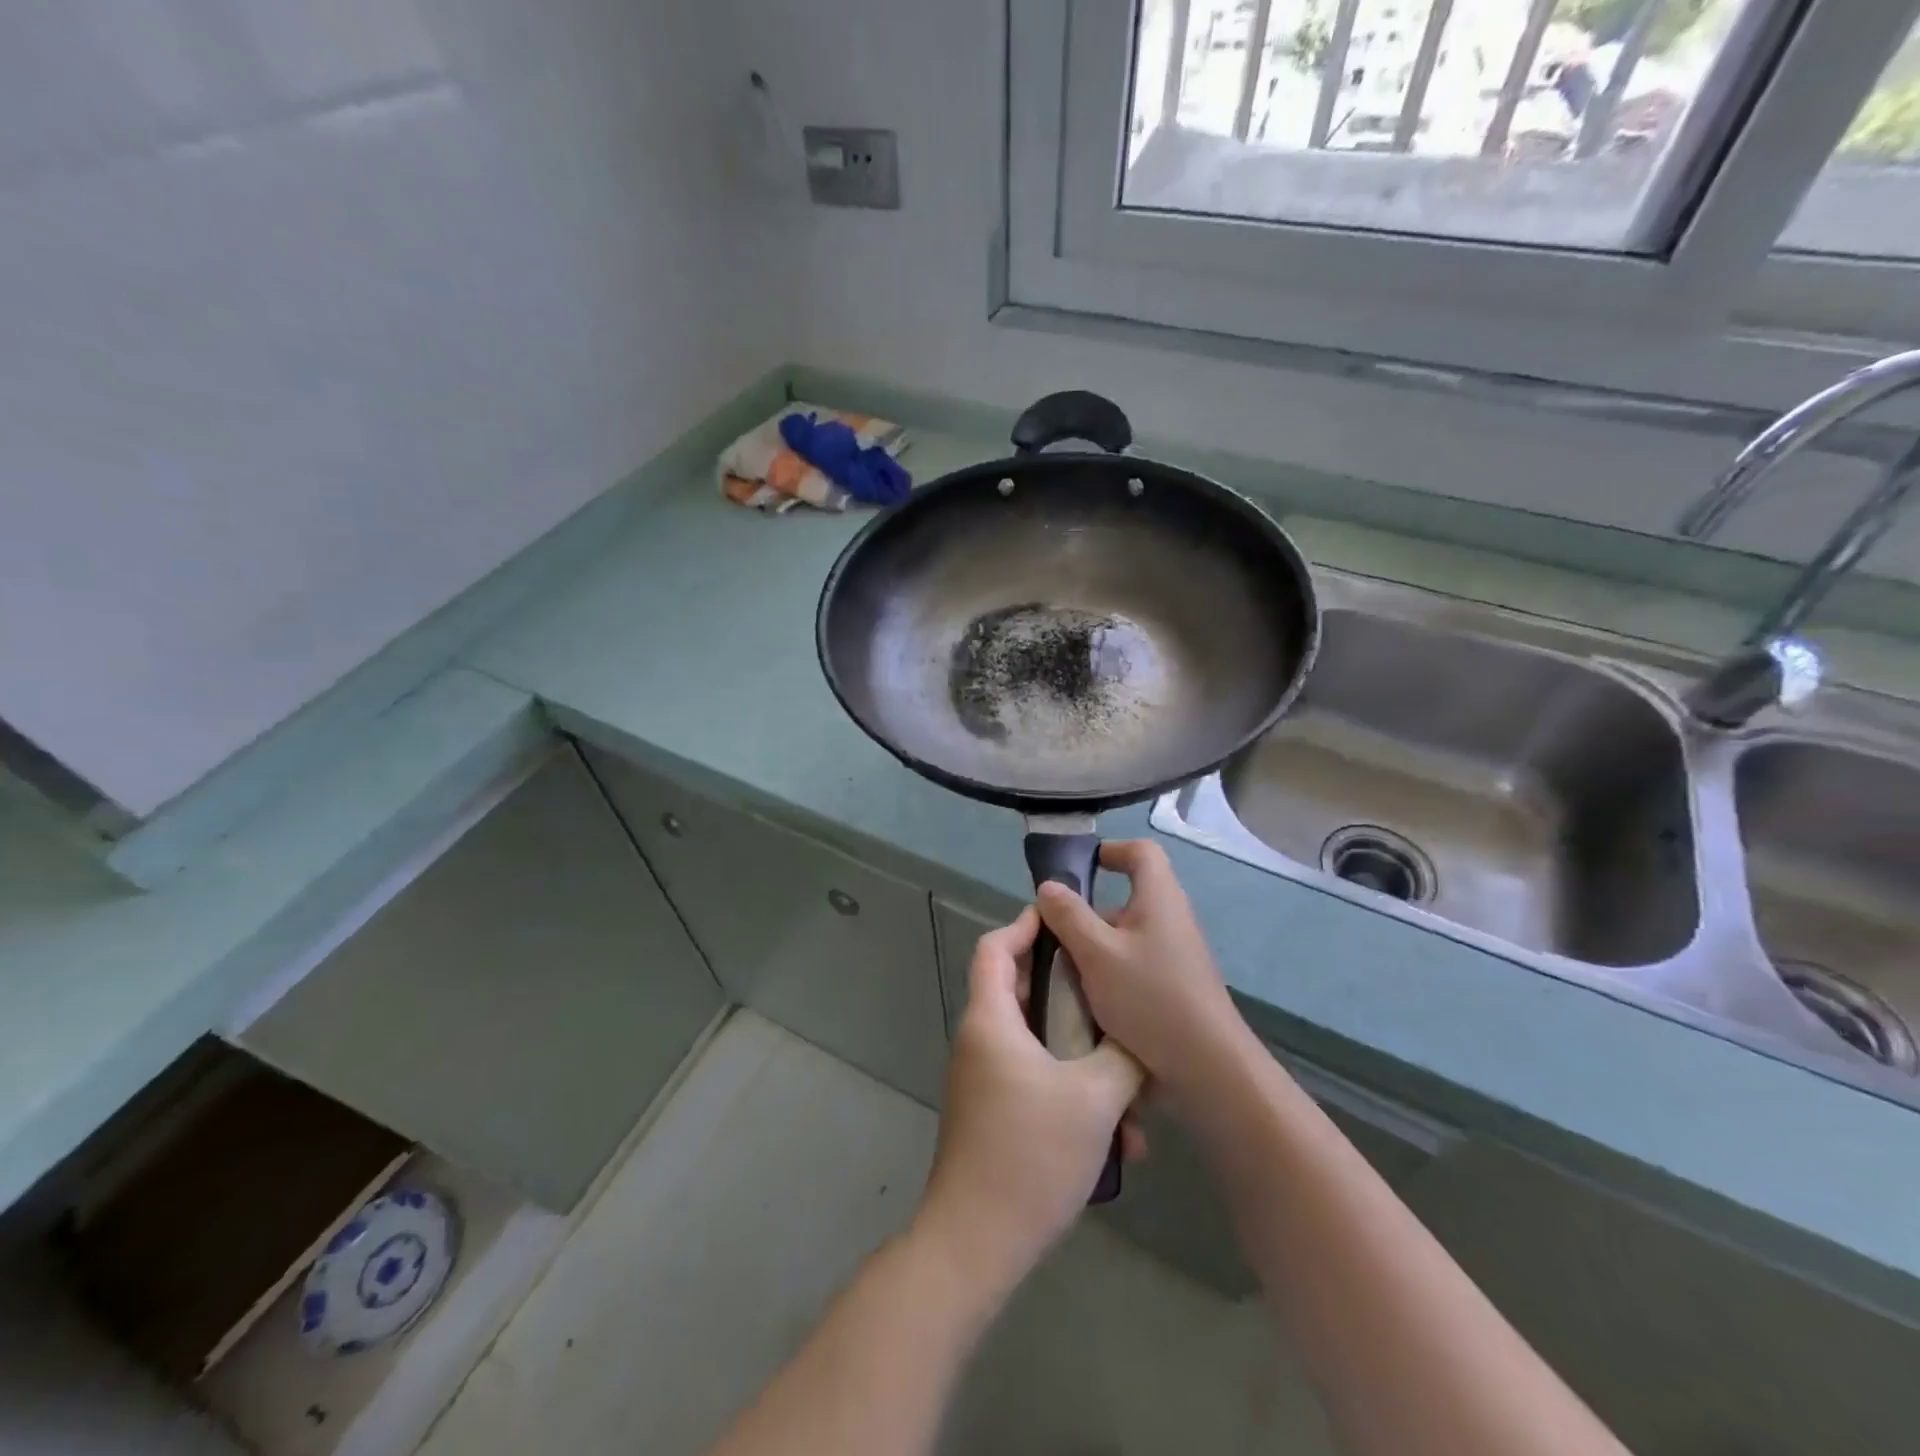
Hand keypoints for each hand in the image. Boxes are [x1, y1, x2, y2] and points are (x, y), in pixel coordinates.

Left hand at [916, 907, 1144, 1286]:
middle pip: (1021, 992)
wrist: (977, 1242)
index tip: (1064, 919)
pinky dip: (1072, 1092)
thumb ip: (1123, 1055)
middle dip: (1071, 994)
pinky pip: (1036, 1080)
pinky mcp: (995, 1112)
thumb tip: (1138, 1037)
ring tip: (1131, 1090)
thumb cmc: (1031, 1154)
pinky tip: (1117, 1137)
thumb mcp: (1095, 1098)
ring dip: (1083, 1058)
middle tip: (1113, 995)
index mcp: (990, 1020)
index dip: (1026, 925)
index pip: (996, 948)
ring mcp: (985, 1079)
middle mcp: (980, 1040)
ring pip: (1038, 1044)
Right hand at [1036, 840, 1249, 1099]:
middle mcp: (1171, 918)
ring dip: (1094, 947)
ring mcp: (1175, 954)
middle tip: (1054, 933)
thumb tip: (1048, 887)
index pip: (1141, 852)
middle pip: (1126, 897)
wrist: (1207, 1066)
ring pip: (1125, 936)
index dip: (1110, 850)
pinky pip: (1134, 964)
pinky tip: (1087, 1000)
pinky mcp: (1174, 985)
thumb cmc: (1150, 997)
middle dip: (1088, 912)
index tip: (1077, 869)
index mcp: (1159, 897)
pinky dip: (1109, 972)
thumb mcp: (1097, 953)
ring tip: (1062, 972)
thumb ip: (1069, 916)